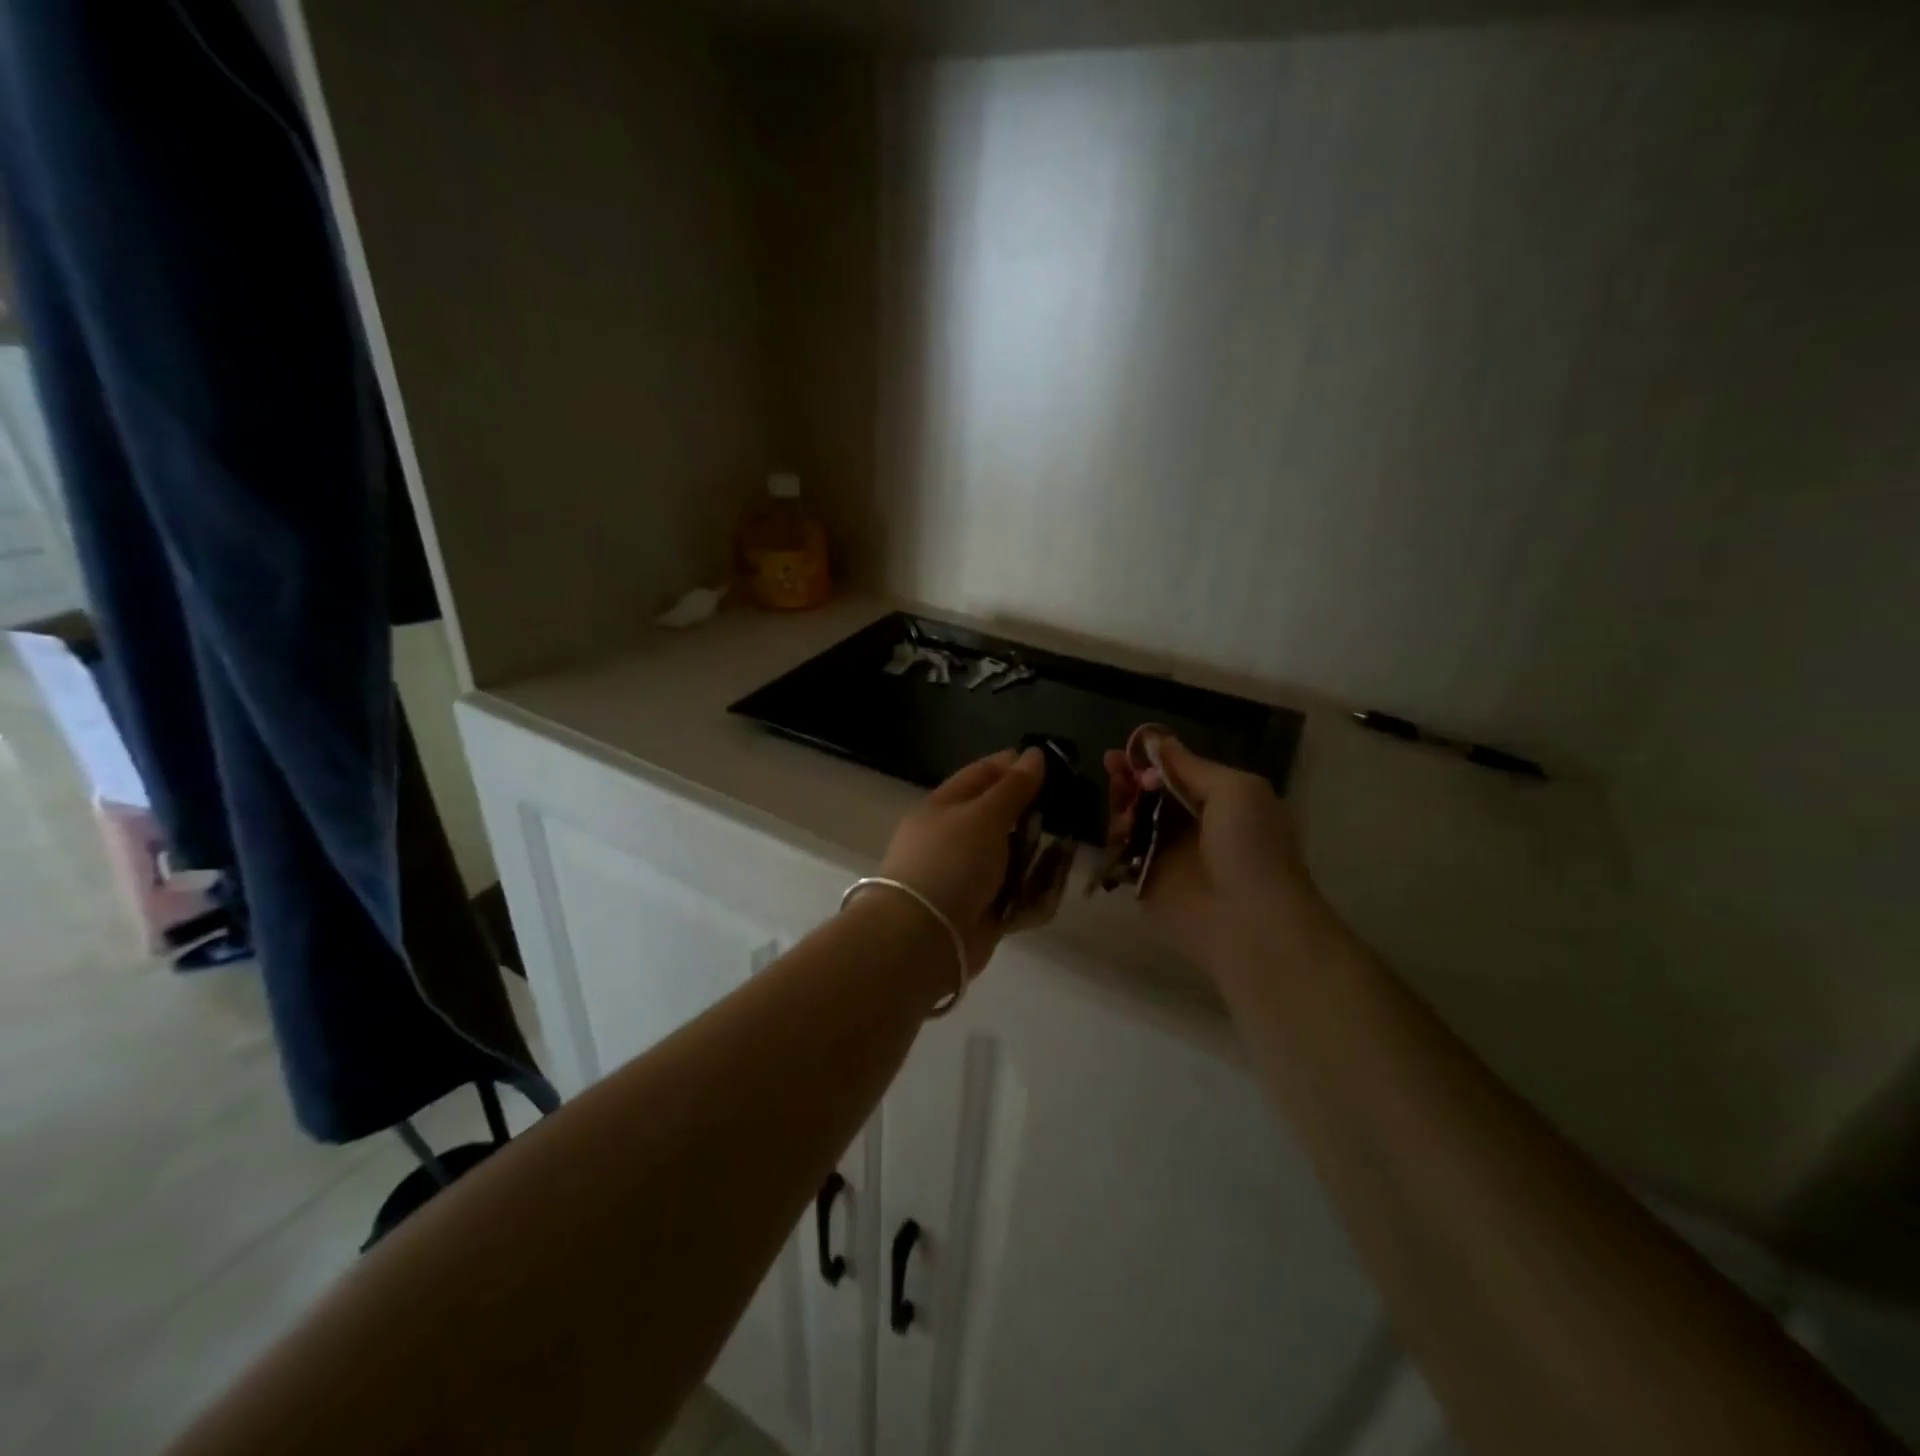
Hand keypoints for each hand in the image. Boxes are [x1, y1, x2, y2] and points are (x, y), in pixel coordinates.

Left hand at [875, 747, 1046, 971]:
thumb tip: (1034, 754)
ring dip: (1039, 858)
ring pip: (1013, 858)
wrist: (922, 937)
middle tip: (1069, 811)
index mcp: (945, 807)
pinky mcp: (982, 911)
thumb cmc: (951, 862)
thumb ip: (1013, 787)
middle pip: (1002, 818)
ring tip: (1066, 853)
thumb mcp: (984, 816)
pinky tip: (1052, 890)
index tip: (1054, 764)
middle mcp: (955, 838)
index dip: (1016, 766)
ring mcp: (968, 877)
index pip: (983, 775)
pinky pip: (1016, 896)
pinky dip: (1034, 895)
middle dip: (1035, 816)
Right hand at [1102, 735, 1322, 969]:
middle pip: (1150, 794)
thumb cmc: (1251, 847)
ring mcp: (1167, 855)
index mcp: (1221, 802)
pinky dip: (1116, 838)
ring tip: (1118, 797)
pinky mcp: (1146, 882)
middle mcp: (1192, 826)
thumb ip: (1191, 766)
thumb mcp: (1234, 790)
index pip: (1178, 773)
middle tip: (1111, 766)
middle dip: (1130, 777)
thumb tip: (1157, 740)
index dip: (1153, 759)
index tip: (1128, 748)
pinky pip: (1123, 852)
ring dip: (1121, 803)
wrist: (1250, 921)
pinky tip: (1118, 829)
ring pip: (1133, 820)